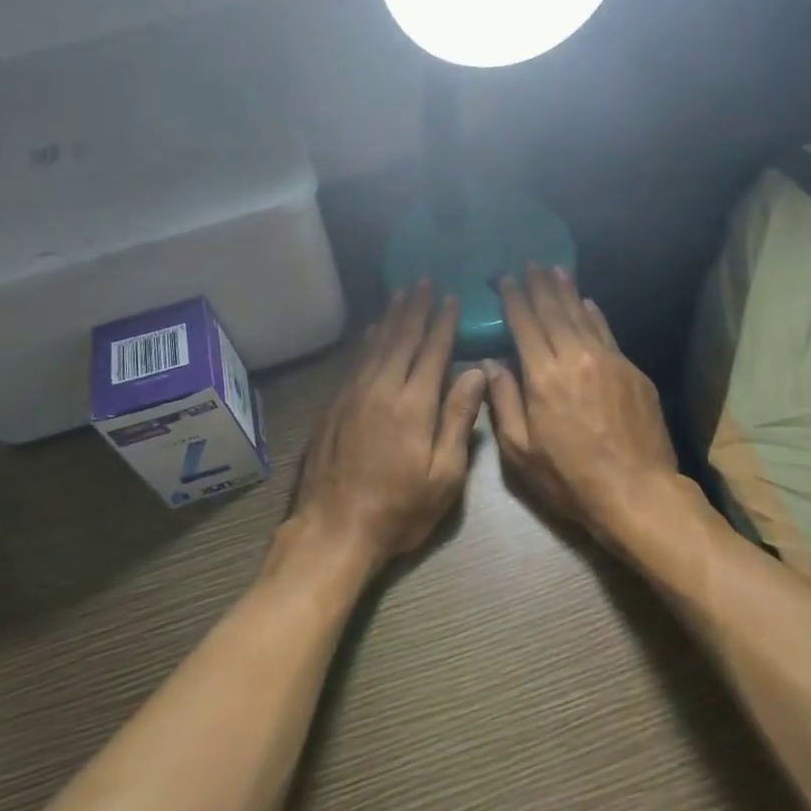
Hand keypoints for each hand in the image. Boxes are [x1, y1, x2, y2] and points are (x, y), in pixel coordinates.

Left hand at [283, 281, 486, 579]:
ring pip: (376, 345)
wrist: (334, 529)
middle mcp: (382, 389)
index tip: (451, 298)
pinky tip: (372, 330)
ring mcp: (353, 395)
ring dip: (391, 317)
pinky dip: (367, 341)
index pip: (432, 351)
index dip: (443, 323)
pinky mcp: (334, 406)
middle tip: (424, 281)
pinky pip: (355, 361)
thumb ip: (459, 420)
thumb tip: (476, 375)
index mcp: (414, 405)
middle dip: (416, 308)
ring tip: (402, 293)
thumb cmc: (399, 509)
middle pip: (401, 338)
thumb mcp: (444, 475)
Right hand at [484, 266, 680, 542]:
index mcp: (543, 376)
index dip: (513, 298)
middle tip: (530, 263)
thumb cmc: (569, 478)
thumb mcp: (520, 451)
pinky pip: (607, 333)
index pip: (524, 324)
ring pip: (583, 316)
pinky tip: (588, 304)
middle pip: (554, 311)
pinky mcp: (633, 372)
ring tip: (555, 270)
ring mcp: (610, 361)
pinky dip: (594, 316)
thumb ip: (503, 401)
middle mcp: (576, 357)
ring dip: (567, 292)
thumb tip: (490, 363)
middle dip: (539, 285)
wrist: (637, 491)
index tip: (504, 278)